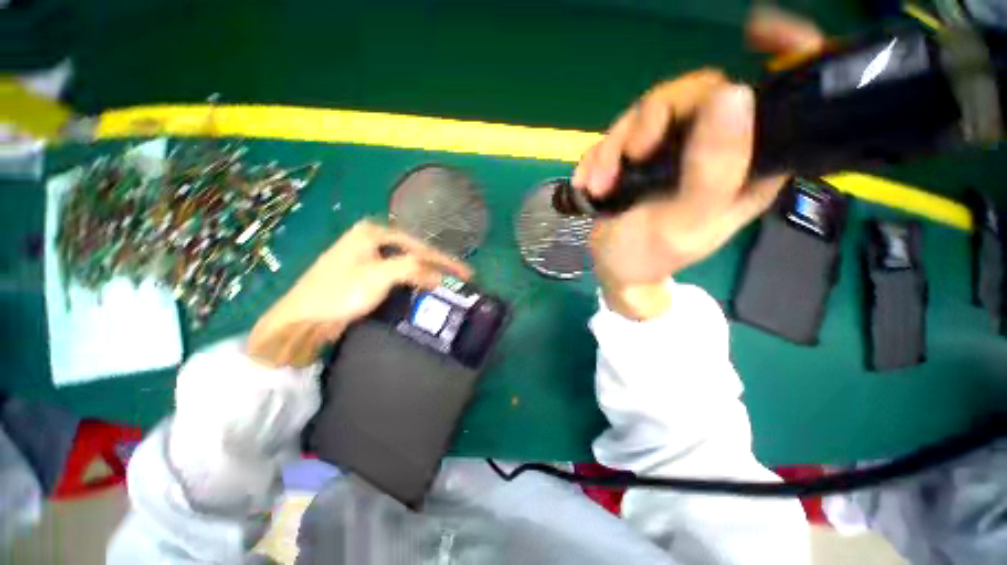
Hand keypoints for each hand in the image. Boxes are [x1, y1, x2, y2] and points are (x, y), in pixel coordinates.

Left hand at [248, 220, 471, 366]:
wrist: (302, 320)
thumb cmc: (339, 292)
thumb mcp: (380, 276)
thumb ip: (415, 270)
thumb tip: (440, 277)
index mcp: (374, 232)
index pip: (420, 246)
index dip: (445, 261)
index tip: (467, 274)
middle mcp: (371, 240)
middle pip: (415, 252)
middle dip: (439, 266)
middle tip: (461, 278)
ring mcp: (368, 258)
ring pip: (407, 264)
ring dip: (427, 274)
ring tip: (448, 284)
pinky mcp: (366, 275)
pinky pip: (398, 275)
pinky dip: (414, 282)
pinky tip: (424, 289)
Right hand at [574, 8, 824, 319]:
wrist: (616, 269)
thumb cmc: (652, 255)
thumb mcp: (686, 221)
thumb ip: (714, 168)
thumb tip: (733, 93)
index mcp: (748, 163)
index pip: (785, 96)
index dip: (784, 54)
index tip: (756, 32)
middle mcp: (715, 147)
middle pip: (693, 94)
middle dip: (650, 122)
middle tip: (629, 157)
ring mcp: (672, 149)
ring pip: (646, 113)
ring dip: (613, 148)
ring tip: (599, 185)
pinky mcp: (639, 156)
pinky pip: (617, 135)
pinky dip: (598, 158)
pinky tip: (589, 184)